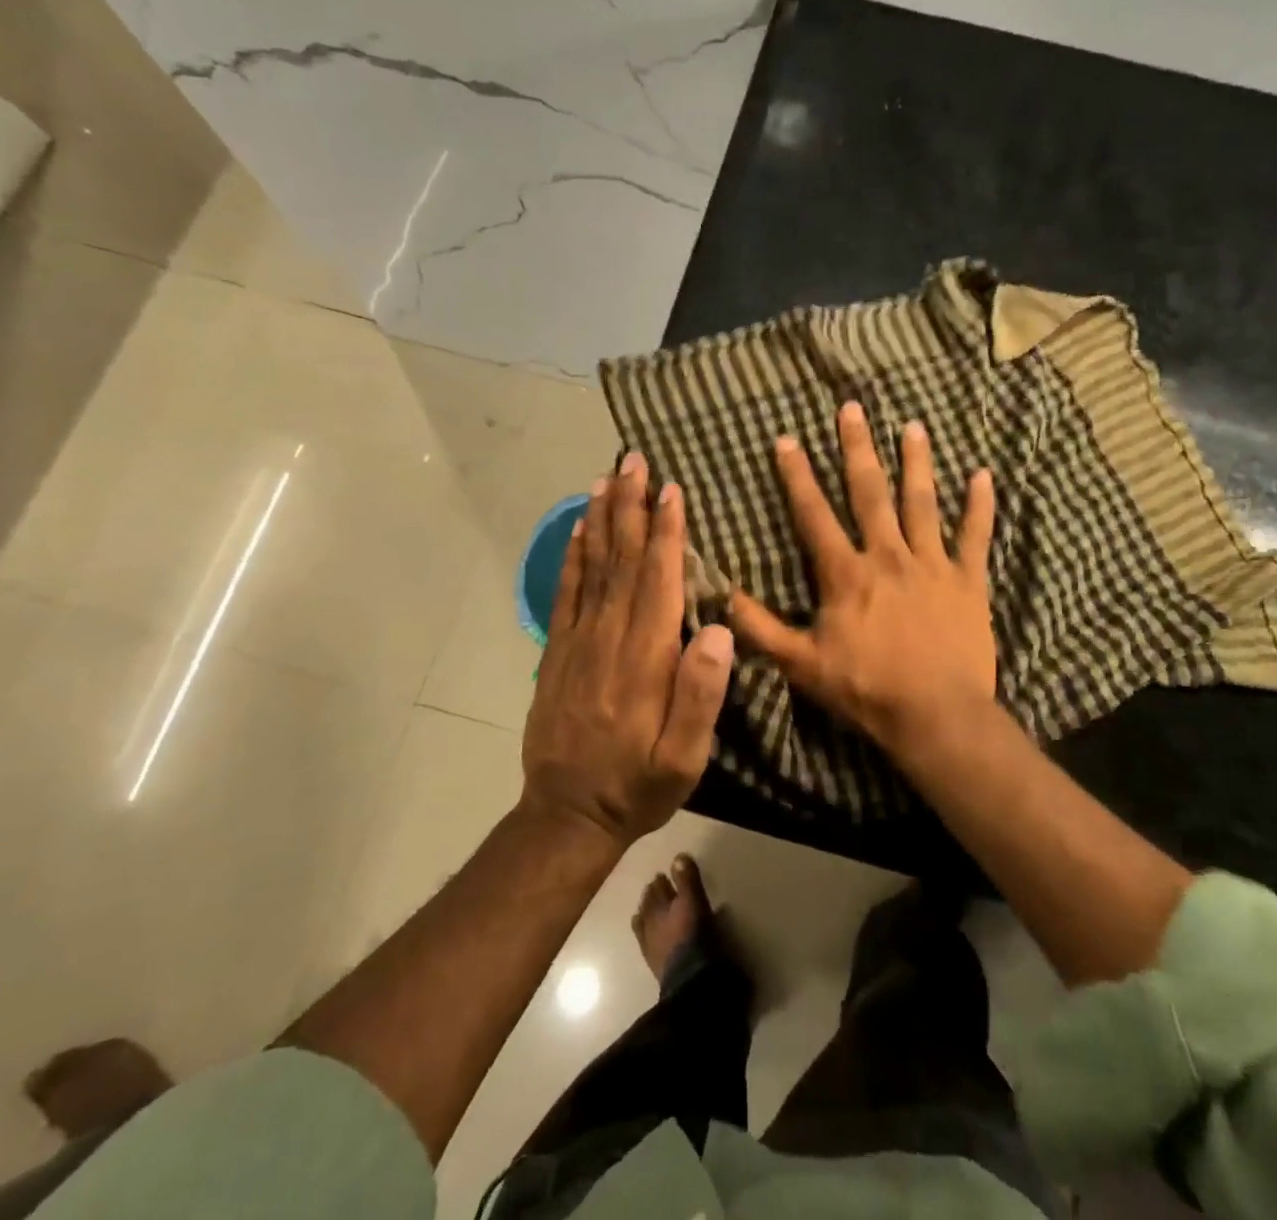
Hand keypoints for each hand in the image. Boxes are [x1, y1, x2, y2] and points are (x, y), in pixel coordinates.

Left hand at [521, 453, 733, 846]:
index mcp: (644, 658)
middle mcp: (608, 638)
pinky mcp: (557, 651)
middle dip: (630, 506)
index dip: (665, 532)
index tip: (671, 489)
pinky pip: (566, 592)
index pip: (657, 580)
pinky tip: (578, 531)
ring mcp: (577, 642)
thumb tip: (719, 629)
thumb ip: (701, 694)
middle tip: (634, 460)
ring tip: (606, 478)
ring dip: (600, 519)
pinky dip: (573, 556)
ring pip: (591, 567)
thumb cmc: (638, 784)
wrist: (566, 815)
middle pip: (621, 560)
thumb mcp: (684, 757)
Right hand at [729, 402, 996, 751]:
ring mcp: (932, 564)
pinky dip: (980, 506)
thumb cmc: (866, 689)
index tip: (786, 439)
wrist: (936, 715)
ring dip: (916, 463)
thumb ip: (760, 628)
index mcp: (846, 573)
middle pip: (870, 493)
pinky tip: (983, 475)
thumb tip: (720, 595)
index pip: (815, 515)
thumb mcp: (802, 664)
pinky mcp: (968, 581)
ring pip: (922, 503)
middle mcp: (888, 556)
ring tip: (913, 426)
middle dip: (857, 449)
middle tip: (852, 408)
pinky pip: (976, 537)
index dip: (797, 477)